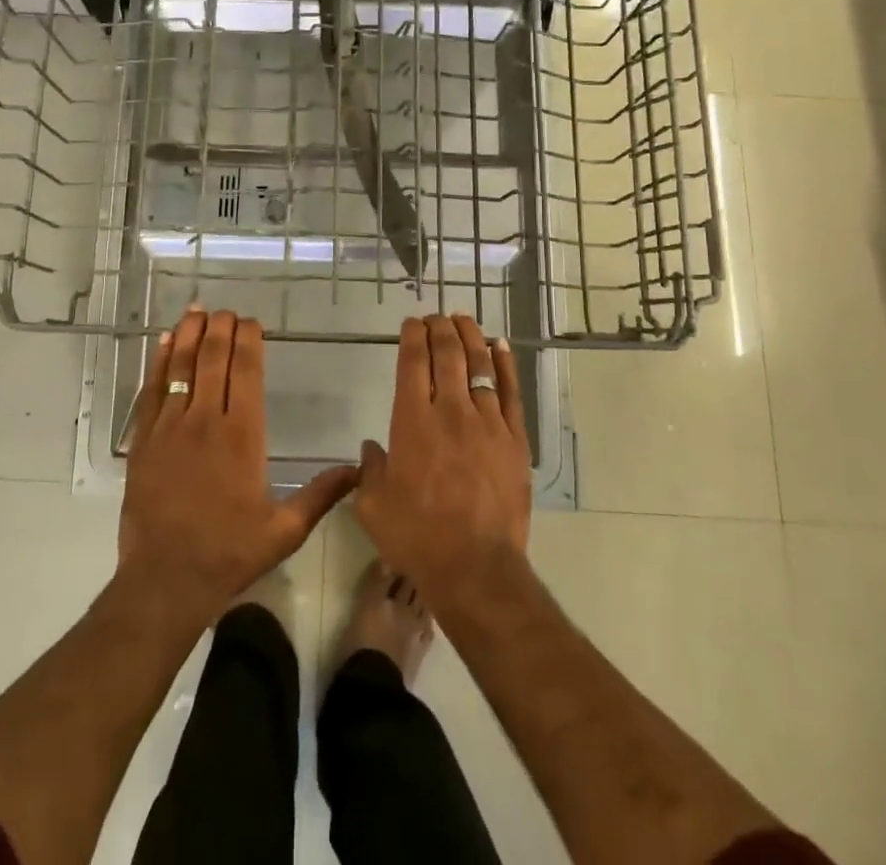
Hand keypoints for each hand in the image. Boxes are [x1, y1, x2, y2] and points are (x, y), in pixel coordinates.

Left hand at [118, 306, 357, 627]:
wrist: (165, 580)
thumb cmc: (229, 553)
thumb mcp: (284, 530)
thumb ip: (322, 494)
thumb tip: (359, 469)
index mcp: (243, 436)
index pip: (246, 372)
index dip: (248, 341)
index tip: (252, 323)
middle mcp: (206, 421)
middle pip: (214, 359)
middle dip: (220, 328)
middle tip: (226, 311)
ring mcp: (170, 427)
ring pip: (182, 366)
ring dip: (191, 334)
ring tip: (198, 310)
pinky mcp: (144, 439)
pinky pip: (152, 389)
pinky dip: (160, 361)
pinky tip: (167, 342)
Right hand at [356, 315, 531, 606]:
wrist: (476, 569)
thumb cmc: (417, 538)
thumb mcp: (373, 507)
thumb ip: (370, 470)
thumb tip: (372, 448)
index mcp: (412, 422)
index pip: (413, 362)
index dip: (412, 336)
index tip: (411, 323)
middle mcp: (450, 411)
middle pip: (447, 354)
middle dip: (439, 328)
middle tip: (435, 317)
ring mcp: (487, 422)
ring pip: (479, 364)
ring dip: (470, 336)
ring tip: (463, 319)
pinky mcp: (514, 438)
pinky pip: (511, 390)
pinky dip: (504, 363)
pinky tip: (499, 345)